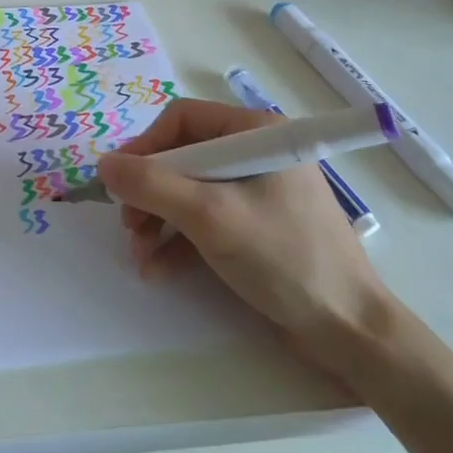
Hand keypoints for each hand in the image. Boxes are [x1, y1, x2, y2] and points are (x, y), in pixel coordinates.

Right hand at [96, 99, 389, 368]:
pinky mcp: (255, 226)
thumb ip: (152, 186)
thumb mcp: (210, 217)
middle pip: (181, 158)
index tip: (120, 183)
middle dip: (149, 194)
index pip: (182, 120)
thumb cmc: (284, 258)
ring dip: (157, 221)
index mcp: (256, 133)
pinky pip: (204, 220)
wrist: (349, 332)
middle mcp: (255, 154)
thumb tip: (103, 164)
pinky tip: (158, 269)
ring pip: (188, 192)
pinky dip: (178, 241)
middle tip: (130, 226)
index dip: (145, 149)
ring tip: (140, 254)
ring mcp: (256, 192)